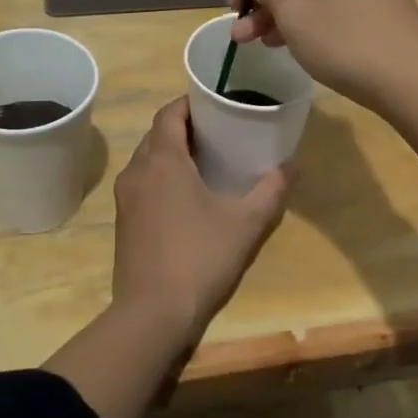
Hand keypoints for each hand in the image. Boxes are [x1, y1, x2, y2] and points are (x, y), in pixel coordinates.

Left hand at [111, 97, 289, 345]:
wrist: (152, 313)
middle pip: (157, 134)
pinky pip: (142, 183)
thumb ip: (271, 191)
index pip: (169, 113)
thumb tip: (293, 166)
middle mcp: (137, 171)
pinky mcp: (124, 221)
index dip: (191, 103)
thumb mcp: (245, 224)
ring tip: (206, 161)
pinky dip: (162, 177)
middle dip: (184, 127)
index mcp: (162, 161)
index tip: (216, 104)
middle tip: (219, 132)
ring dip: (172, 153)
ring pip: (147, 159)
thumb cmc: (200, 258)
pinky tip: (187, 196)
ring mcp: (126, 198)